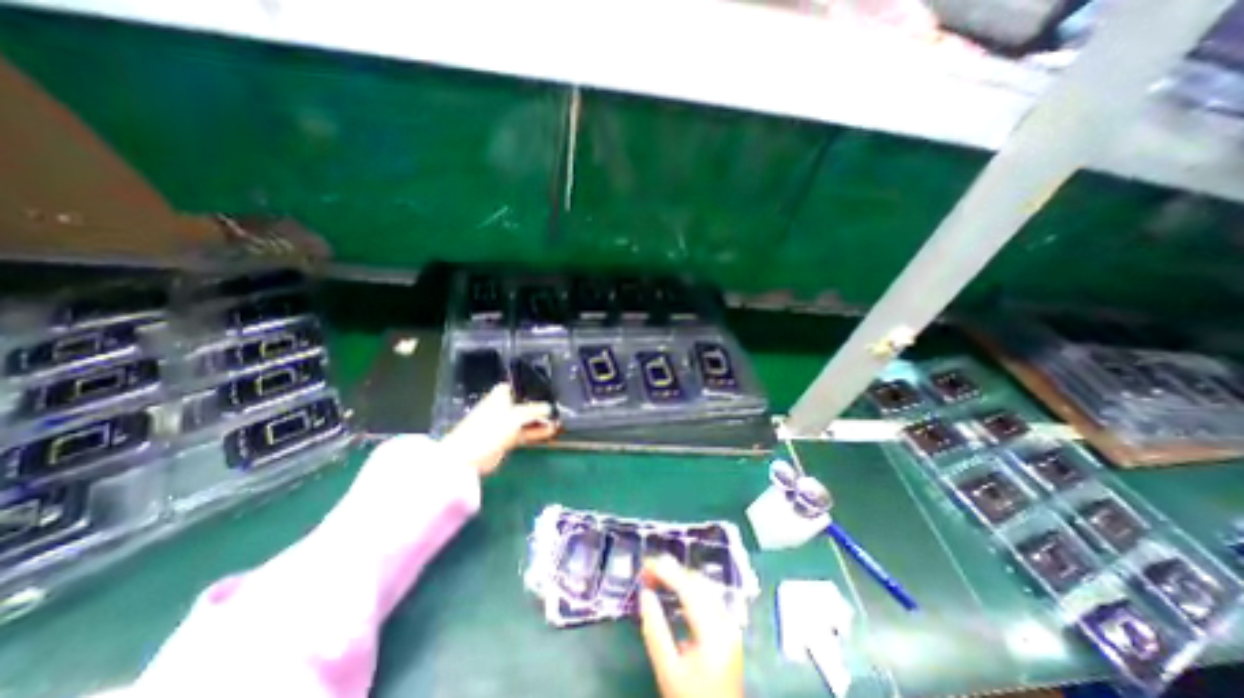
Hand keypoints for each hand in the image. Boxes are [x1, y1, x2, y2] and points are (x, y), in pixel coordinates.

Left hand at [437, 383, 554, 477]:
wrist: (468, 456)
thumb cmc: (490, 427)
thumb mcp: (516, 415)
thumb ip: (535, 410)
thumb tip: (550, 408)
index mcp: (501, 394)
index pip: (523, 386)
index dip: (537, 388)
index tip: (553, 391)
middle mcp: (504, 405)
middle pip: (527, 403)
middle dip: (542, 407)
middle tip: (560, 408)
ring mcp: (505, 422)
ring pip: (527, 419)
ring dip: (541, 421)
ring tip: (559, 421)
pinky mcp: (508, 437)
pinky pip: (526, 431)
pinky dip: (537, 431)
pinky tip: (551, 431)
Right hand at [635, 558, 742, 697]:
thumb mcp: (667, 671)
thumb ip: (655, 630)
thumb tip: (644, 593)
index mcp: (713, 632)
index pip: (688, 588)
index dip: (665, 571)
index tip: (645, 564)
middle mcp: (726, 621)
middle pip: (698, 582)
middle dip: (672, 571)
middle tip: (647, 571)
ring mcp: (731, 624)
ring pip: (704, 586)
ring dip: (680, 577)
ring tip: (657, 577)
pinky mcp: (729, 629)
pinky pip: (709, 596)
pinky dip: (690, 588)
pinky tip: (675, 591)